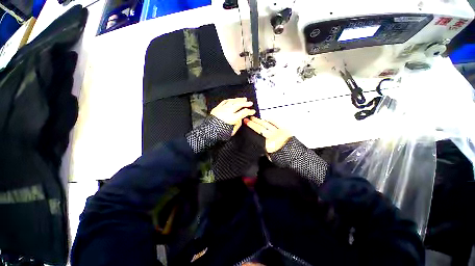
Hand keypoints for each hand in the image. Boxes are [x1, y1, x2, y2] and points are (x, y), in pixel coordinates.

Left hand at [211, 98, 255, 135]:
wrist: (208, 130)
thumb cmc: (219, 132)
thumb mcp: (231, 132)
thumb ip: (237, 125)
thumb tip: (240, 119)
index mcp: (232, 118)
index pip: (243, 112)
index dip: (250, 111)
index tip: (253, 111)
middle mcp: (228, 111)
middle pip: (239, 104)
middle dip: (246, 103)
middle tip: (250, 103)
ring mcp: (223, 108)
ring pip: (232, 101)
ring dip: (239, 100)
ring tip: (244, 99)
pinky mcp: (218, 107)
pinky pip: (225, 101)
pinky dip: (230, 100)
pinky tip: (233, 99)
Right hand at [244, 116, 291, 152]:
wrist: (295, 156)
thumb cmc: (283, 158)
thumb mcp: (270, 156)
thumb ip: (264, 150)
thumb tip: (259, 147)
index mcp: (268, 142)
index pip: (257, 132)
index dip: (251, 126)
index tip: (246, 122)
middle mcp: (272, 135)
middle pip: (261, 127)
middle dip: (253, 122)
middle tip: (247, 118)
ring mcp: (278, 132)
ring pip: (267, 124)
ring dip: (260, 120)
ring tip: (254, 118)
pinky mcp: (283, 130)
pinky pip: (276, 123)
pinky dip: (271, 121)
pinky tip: (267, 119)